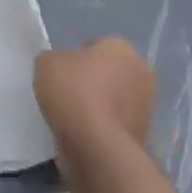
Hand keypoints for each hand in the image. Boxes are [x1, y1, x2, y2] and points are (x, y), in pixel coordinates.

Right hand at [33, 37, 154, 156]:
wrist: (96, 147)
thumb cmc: (73, 92)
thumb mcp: (46, 62)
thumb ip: (54, 59)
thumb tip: (61, 69)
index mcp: (122, 47)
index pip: (94, 46)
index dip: (74, 58)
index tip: (60, 74)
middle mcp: (140, 73)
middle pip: (108, 73)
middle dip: (91, 81)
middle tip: (65, 93)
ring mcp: (145, 107)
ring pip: (112, 100)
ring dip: (97, 106)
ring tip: (70, 117)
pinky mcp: (141, 136)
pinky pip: (113, 125)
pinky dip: (100, 128)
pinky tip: (80, 134)